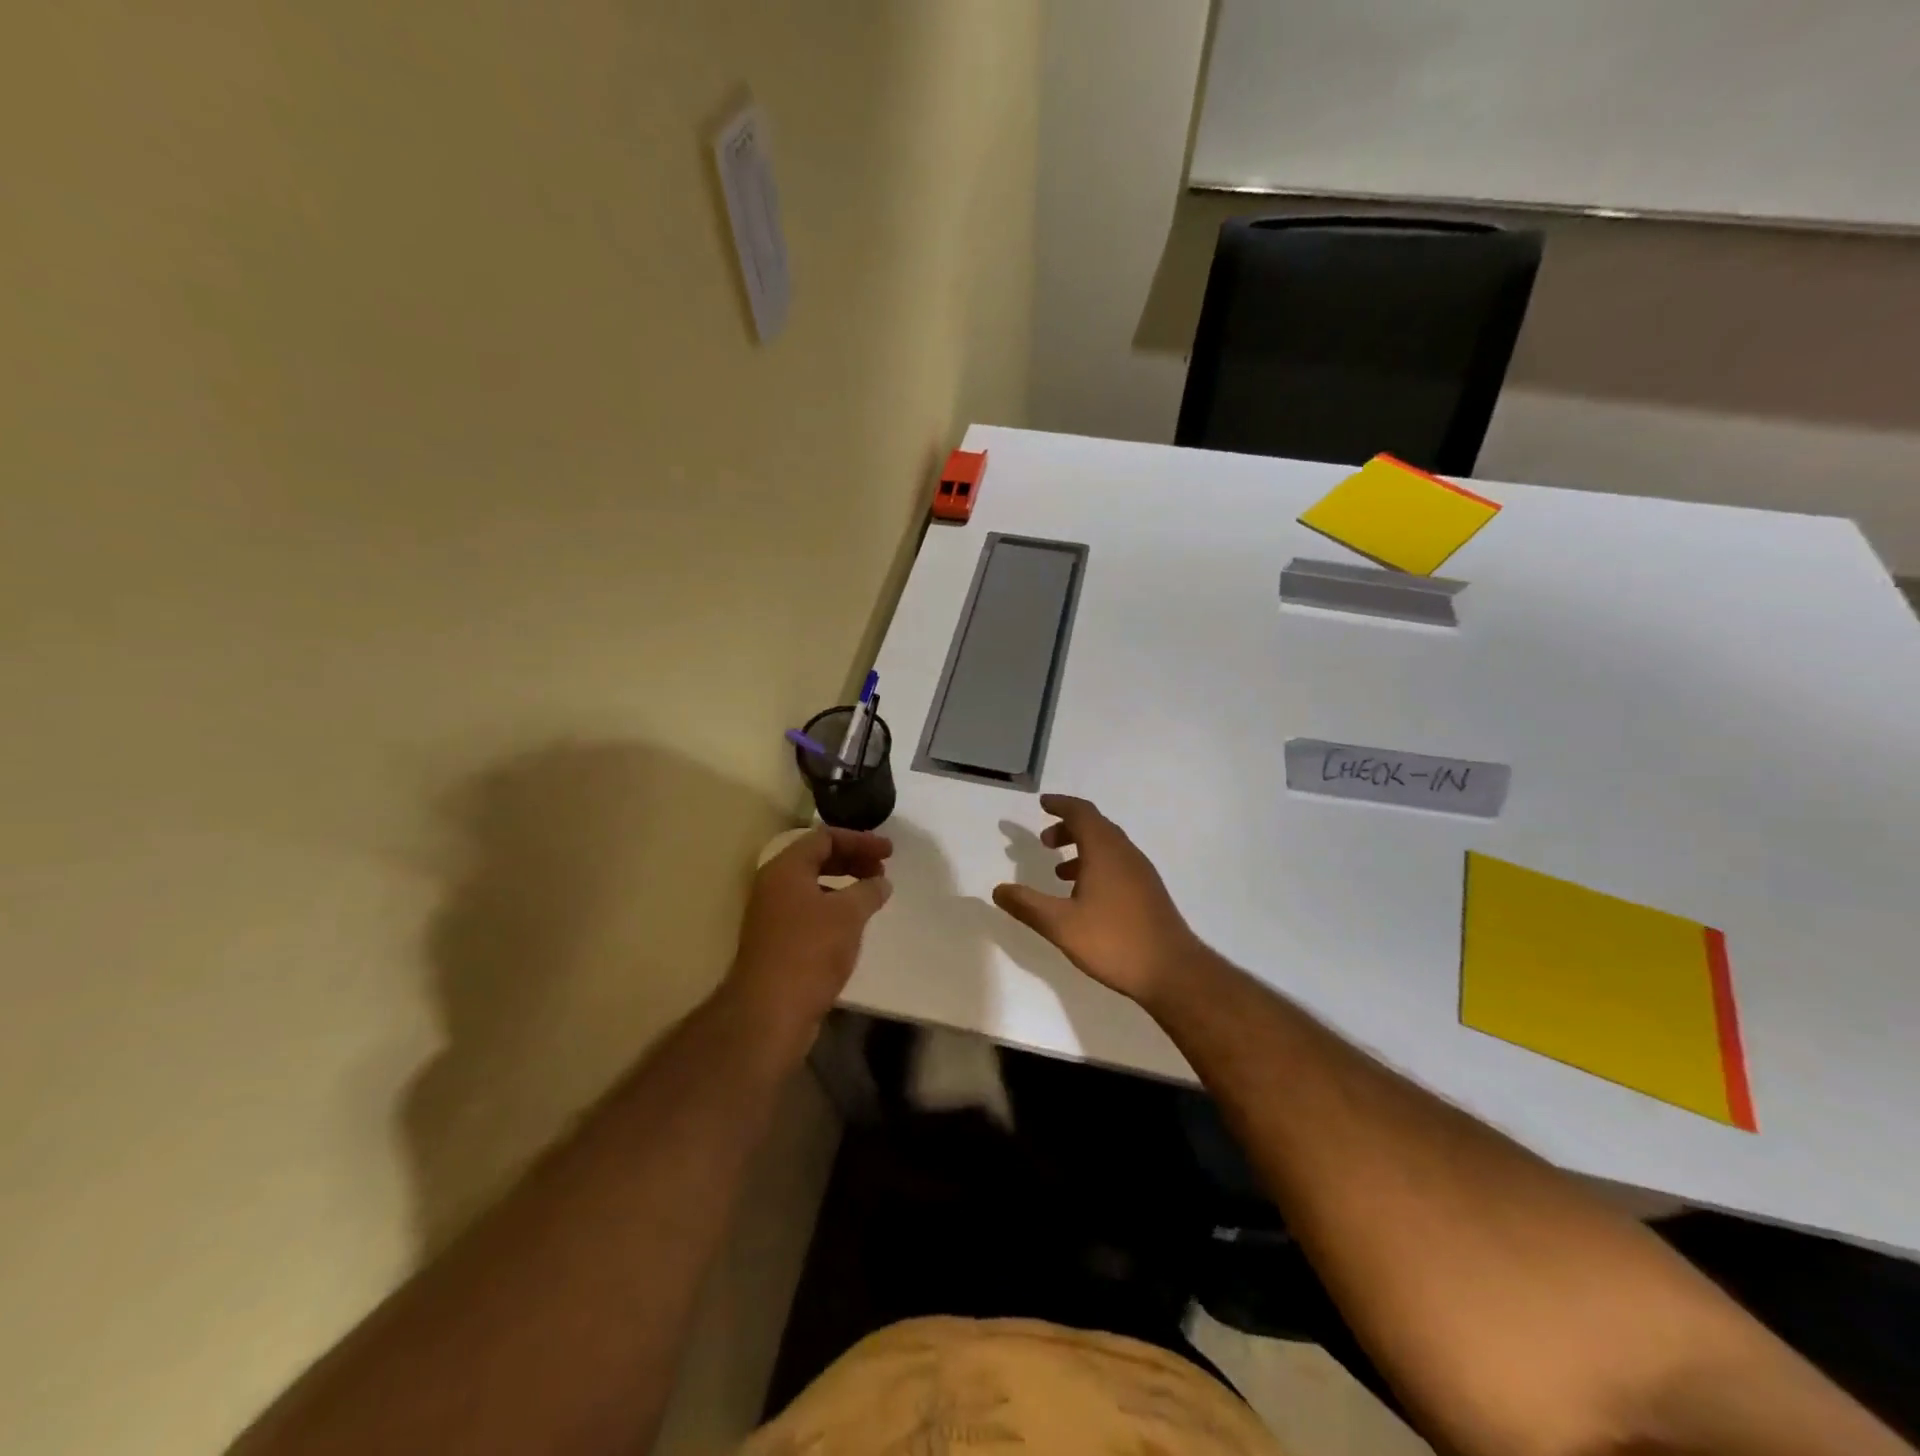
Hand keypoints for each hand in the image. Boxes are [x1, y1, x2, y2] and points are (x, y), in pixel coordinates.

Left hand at [725, 827, 891, 1041]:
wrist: (769, 1011)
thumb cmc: (810, 951)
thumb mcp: (848, 914)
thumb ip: (868, 891)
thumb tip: (880, 882)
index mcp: (786, 868)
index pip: (824, 837)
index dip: (859, 840)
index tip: (889, 852)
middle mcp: (774, 886)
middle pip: (816, 859)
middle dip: (852, 860)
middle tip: (882, 870)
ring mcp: (772, 915)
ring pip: (812, 887)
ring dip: (844, 885)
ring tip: (871, 897)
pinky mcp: (776, 943)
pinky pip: (809, 911)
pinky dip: (833, 909)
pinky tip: (852, 926)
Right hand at [992, 795, 1206, 1010]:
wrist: (1173, 971)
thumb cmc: (1114, 942)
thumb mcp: (1061, 925)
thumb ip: (1028, 905)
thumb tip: (998, 890)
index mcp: (1104, 851)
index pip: (1082, 813)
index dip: (1061, 805)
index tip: (1043, 804)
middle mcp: (1126, 854)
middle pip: (1096, 826)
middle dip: (1068, 828)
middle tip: (1045, 842)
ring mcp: (1141, 873)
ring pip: (1109, 847)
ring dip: (1082, 849)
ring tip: (1059, 872)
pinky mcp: (1149, 892)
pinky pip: (1118, 864)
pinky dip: (1097, 865)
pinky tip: (1086, 896)